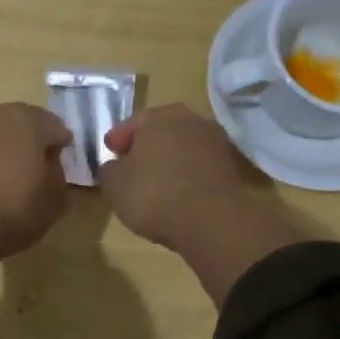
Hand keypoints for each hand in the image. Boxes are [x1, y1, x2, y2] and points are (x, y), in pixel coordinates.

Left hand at [0, 103, 71, 324]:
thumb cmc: (15, 208)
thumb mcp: (55, 198)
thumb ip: (58, 174)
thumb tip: (49, 163)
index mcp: (29, 119)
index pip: (56, 128)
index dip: (63, 147)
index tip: (64, 165)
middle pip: (25, 124)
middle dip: (34, 141)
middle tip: (41, 167)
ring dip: (8, 148)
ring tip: (14, 174)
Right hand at [102, 103, 303, 305]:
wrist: (212, 221)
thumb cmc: (154, 195)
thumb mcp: (115, 185)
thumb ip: (110, 170)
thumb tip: (115, 166)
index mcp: (160, 117)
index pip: (133, 122)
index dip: (118, 138)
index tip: (110, 151)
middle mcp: (190, 120)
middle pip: (161, 130)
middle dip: (146, 145)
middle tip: (131, 163)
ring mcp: (215, 142)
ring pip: (182, 147)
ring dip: (169, 159)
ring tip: (154, 180)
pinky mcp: (230, 167)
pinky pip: (198, 166)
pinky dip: (186, 174)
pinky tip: (176, 192)